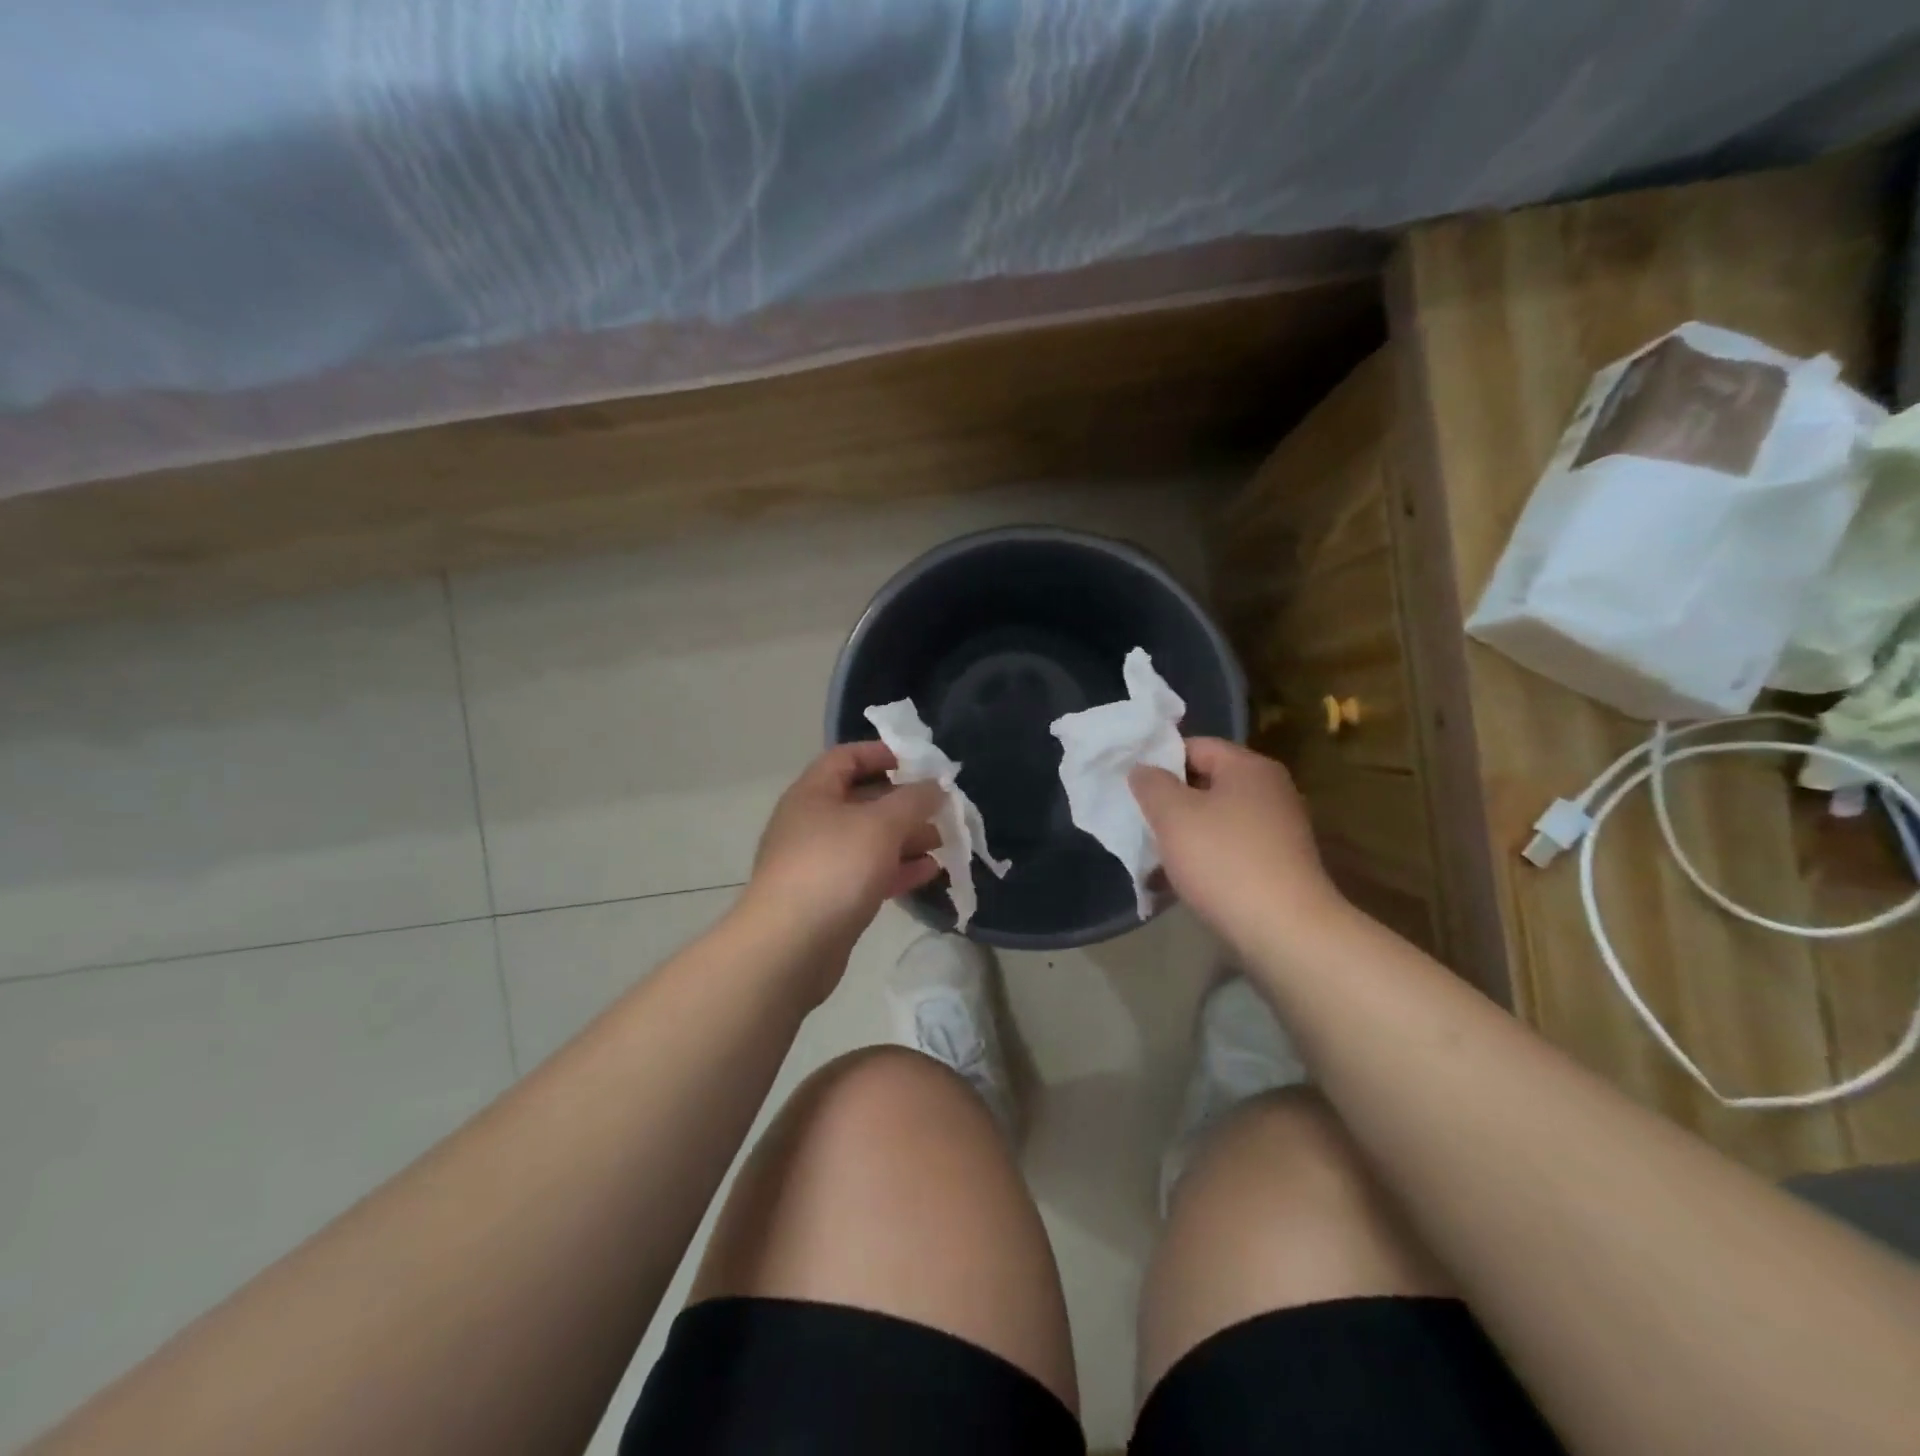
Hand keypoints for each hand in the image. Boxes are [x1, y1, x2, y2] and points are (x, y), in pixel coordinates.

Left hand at [741, 741, 943, 958]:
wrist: (790, 946)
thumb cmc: (835, 867)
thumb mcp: (881, 824)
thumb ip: (914, 800)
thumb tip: (935, 786)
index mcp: (813, 793)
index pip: (846, 757)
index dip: (882, 753)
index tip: (919, 763)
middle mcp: (812, 823)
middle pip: (861, 800)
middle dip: (903, 803)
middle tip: (940, 808)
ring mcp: (818, 863)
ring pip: (868, 840)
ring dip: (905, 838)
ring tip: (943, 842)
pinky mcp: (829, 898)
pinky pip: (867, 873)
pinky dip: (897, 869)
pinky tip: (929, 872)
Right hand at [1130, 738, 1345, 951]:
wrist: (1285, 932)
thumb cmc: (1224, 861)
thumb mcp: (1173, 815)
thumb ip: (1151, 784)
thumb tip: (1143, 769)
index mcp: (1249, 768)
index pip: (1195, 746)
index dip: (1159, 761)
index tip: (1131, 785)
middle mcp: (1270, 792)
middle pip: (1206, 784)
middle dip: (1169, 802)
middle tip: (1137, 820)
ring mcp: (1278, 832)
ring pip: (1215, 821)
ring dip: (1182, 836)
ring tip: (1150, 857)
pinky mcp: (1277, 867)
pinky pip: (1229, 852)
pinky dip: (1202, 861)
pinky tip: (1175, 884)